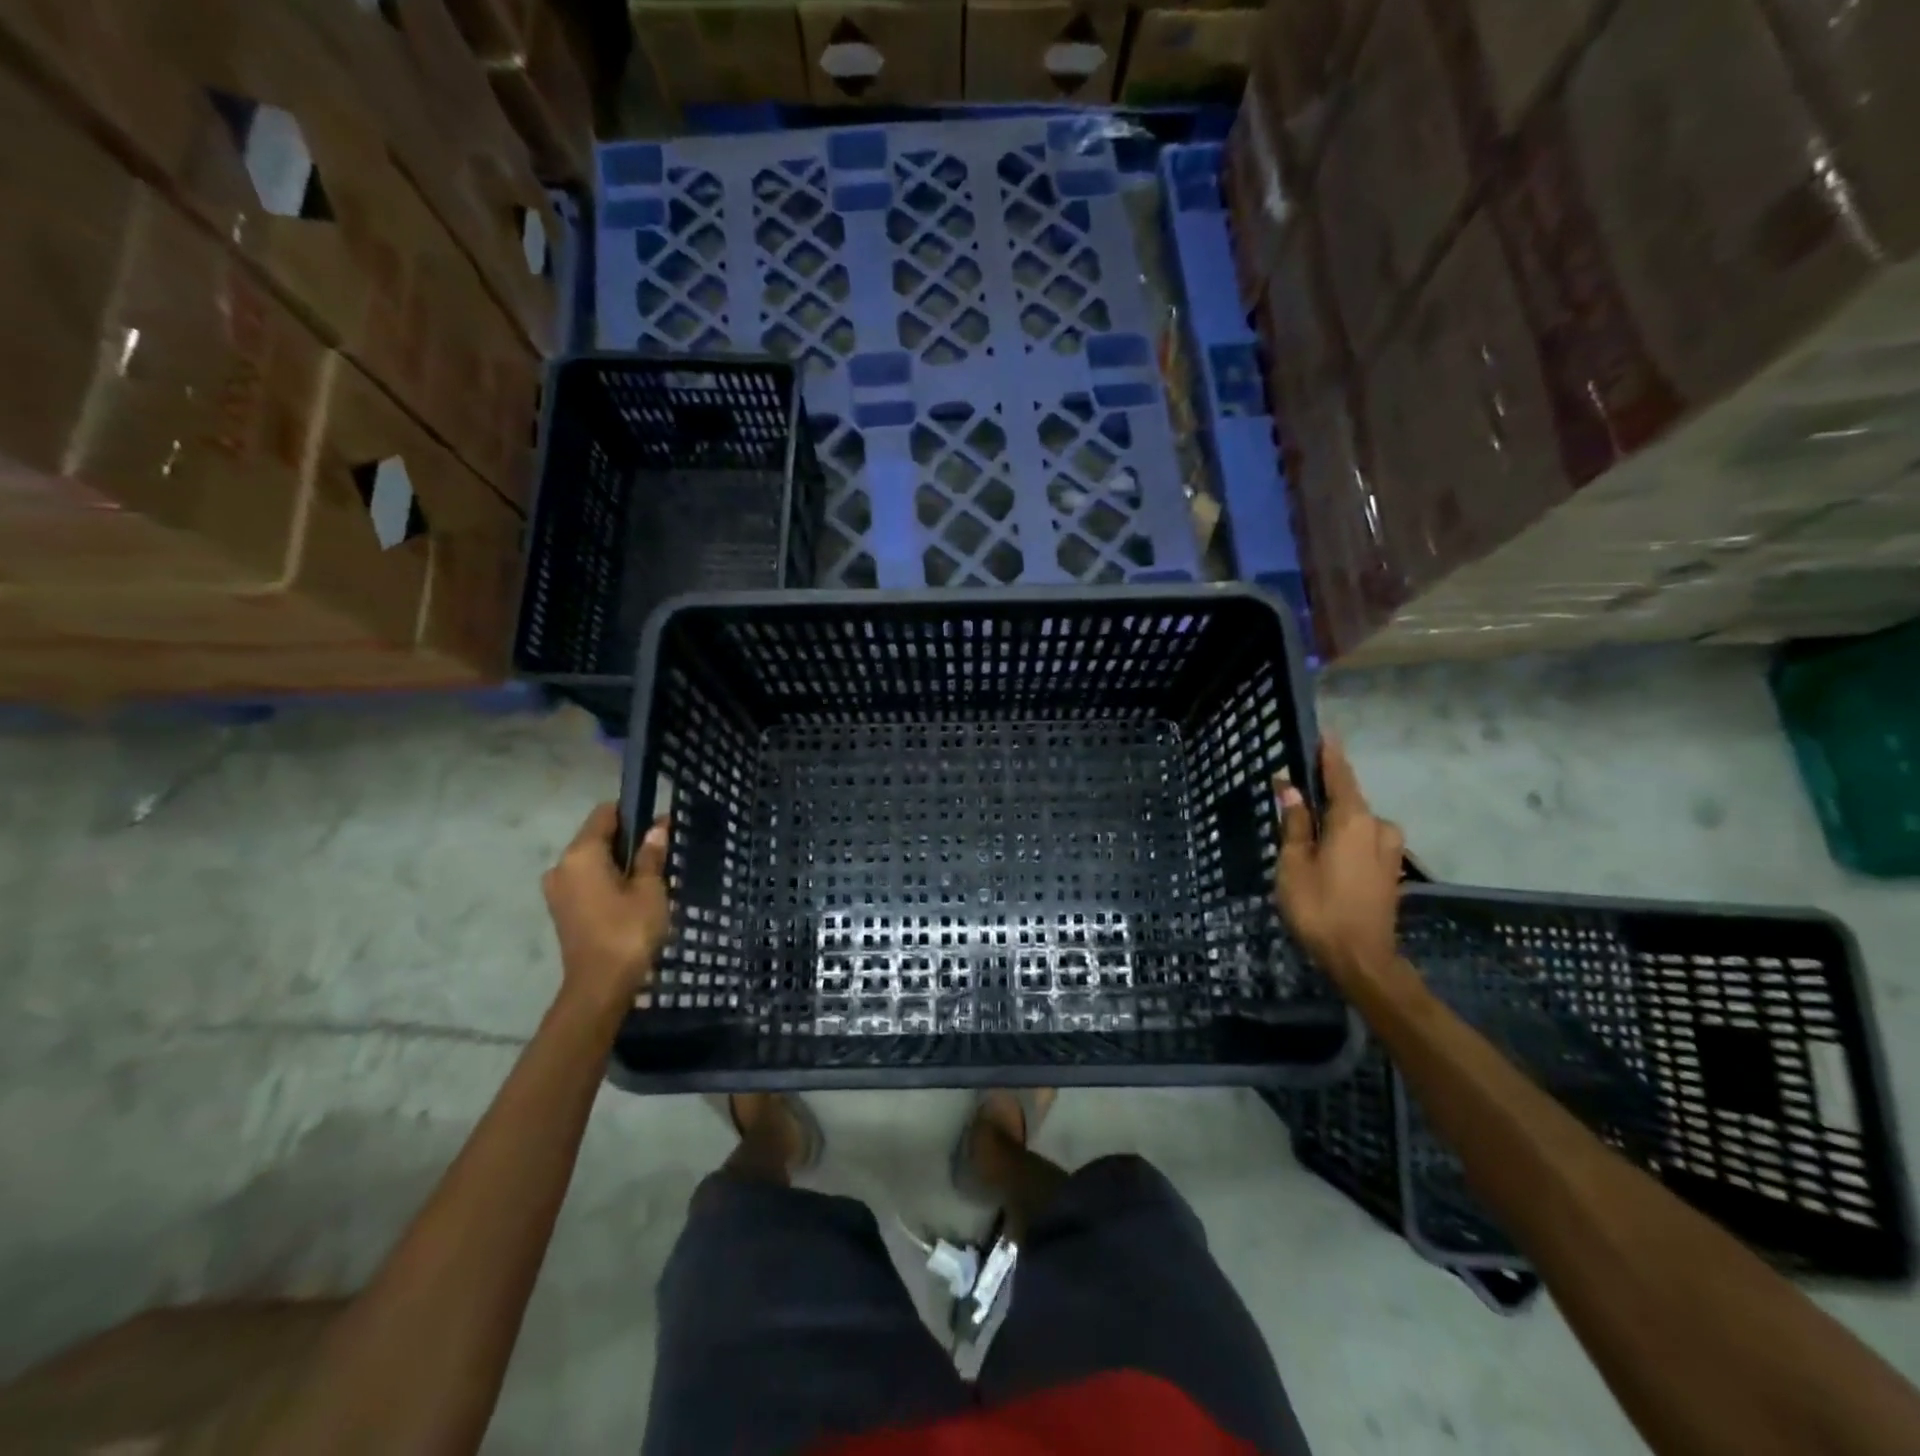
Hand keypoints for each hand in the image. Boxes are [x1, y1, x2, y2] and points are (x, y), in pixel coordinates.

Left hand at [543, 804, 671, 1013]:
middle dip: (627, 840)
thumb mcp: (649, 889)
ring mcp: (557, 889)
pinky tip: (630, 897)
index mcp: (581, 853)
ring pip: (592, 860)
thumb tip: (657, 825)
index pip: (605, 813)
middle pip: (596, 836)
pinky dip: (607, 880)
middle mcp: (561, 865)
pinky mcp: (561, 909)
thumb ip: (651, 854)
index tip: (658, 825)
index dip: (632, 812)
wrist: (600, 986)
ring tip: (648, 880)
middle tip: (660, 855)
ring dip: (618, 863)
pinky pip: (586, 881)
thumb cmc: (628, 931)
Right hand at [1273, 736, 1404, 989]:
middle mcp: (1378, 827)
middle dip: (1325, 793)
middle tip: (1296, 791)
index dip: (1330, 755)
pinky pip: (1364, 840)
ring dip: (1335, 819)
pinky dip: (1345, 837)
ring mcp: (1389, 850)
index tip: (1325, 733)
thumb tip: (1291, 787)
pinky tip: (1327, 849)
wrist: (1361, 959)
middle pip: (1349, 800)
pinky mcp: (1390, 871)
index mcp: (1353, 819)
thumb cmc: (1319, 906)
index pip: (1340, 776)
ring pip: (1357, 822)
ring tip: (1307, 827)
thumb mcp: (1294, 863)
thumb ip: (1295, 822)